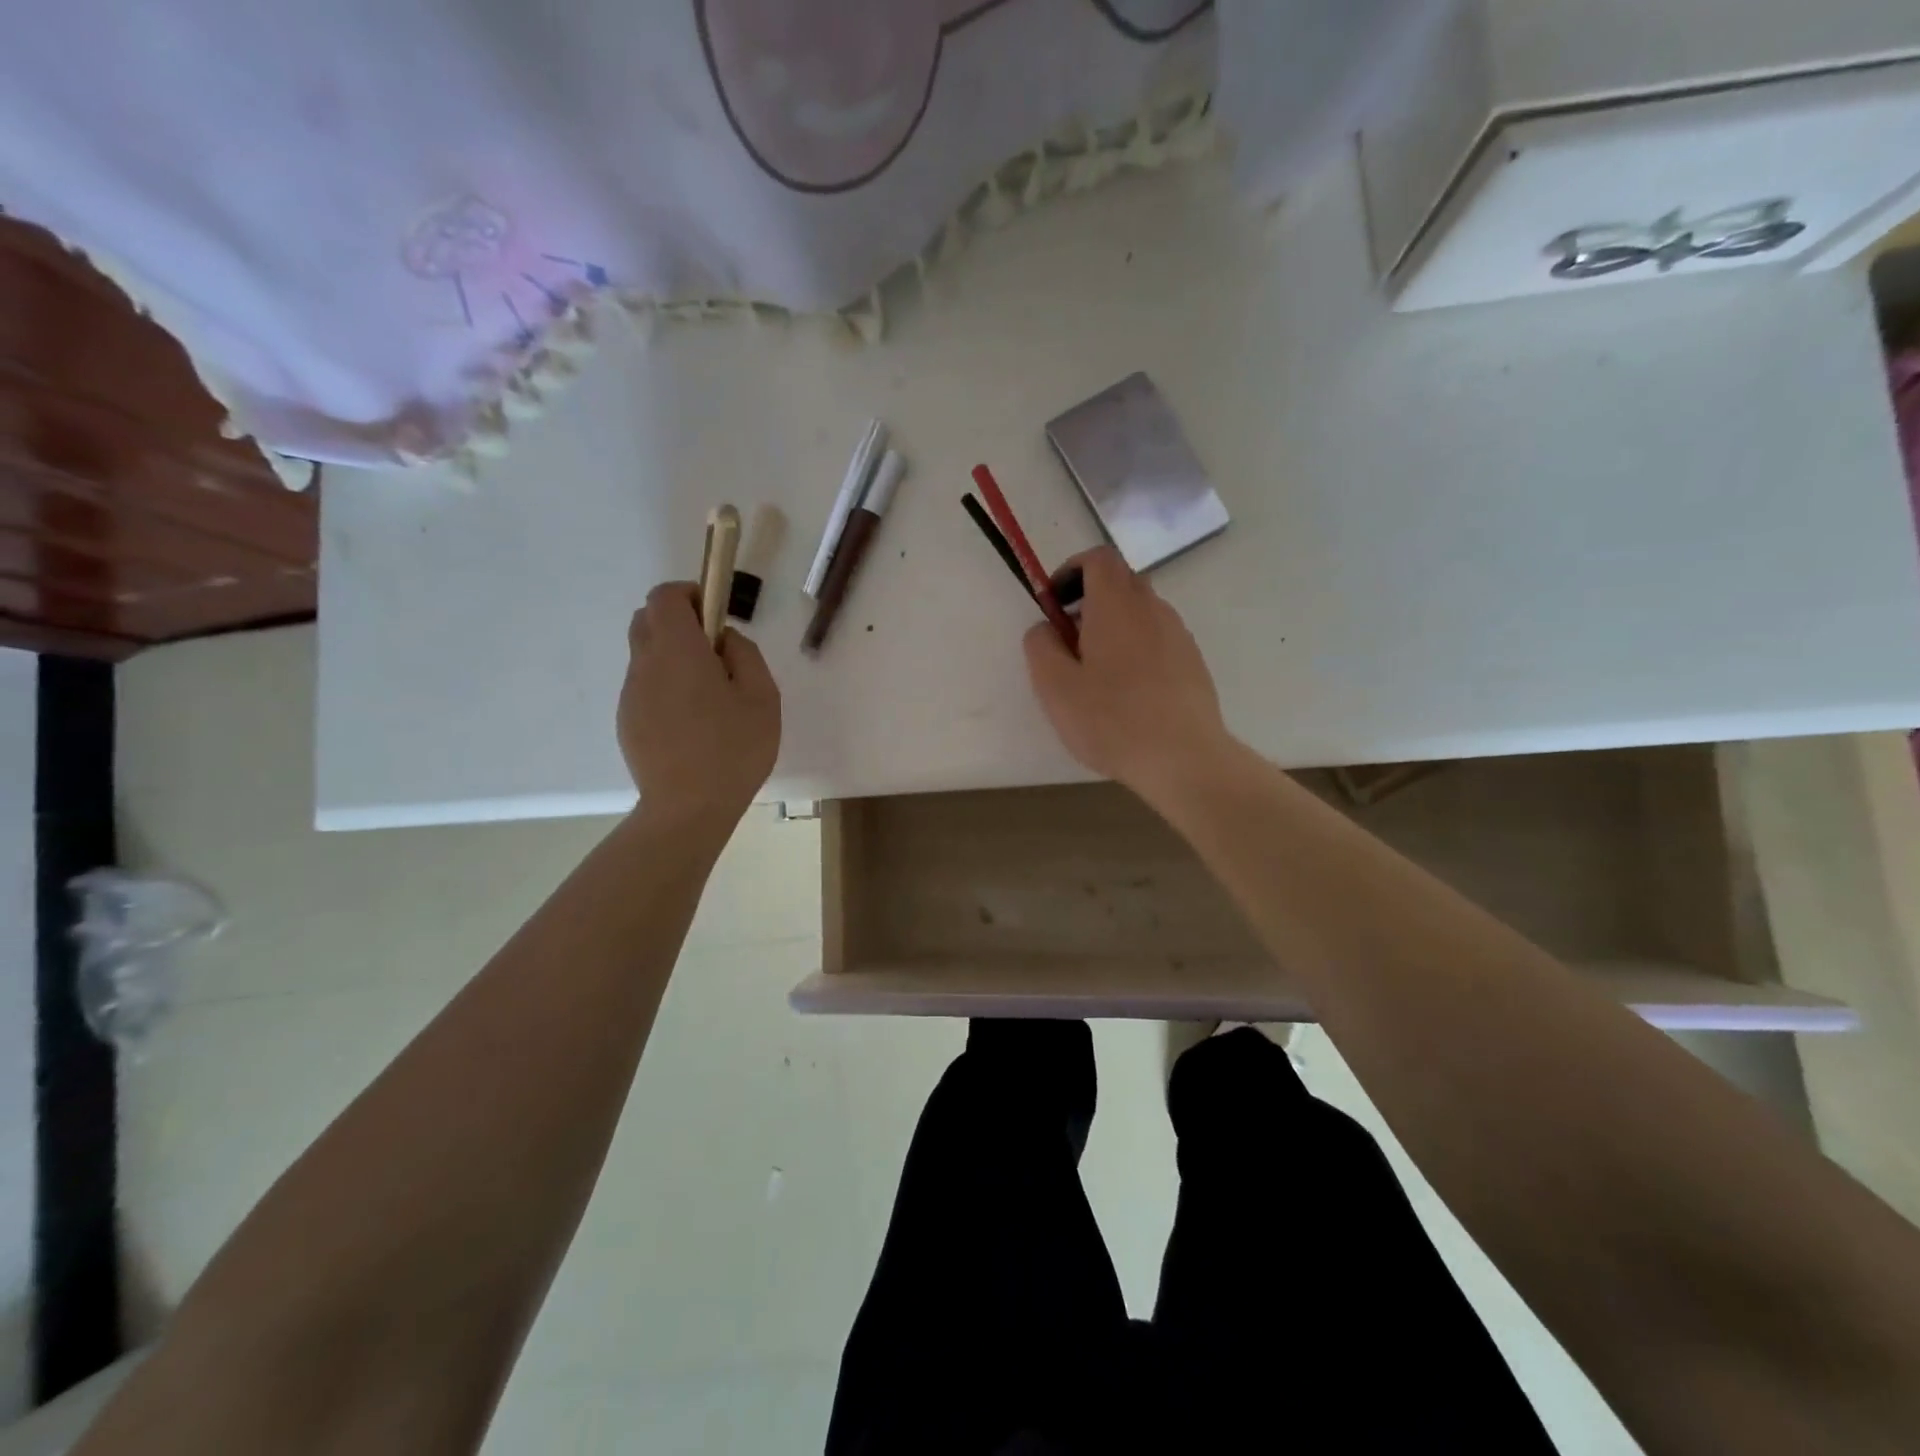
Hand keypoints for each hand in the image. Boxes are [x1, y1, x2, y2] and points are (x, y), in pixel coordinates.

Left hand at [618, 583, 780, 827]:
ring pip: (645, 655)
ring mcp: (631, 695)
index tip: (715, 617)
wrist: (688, 809)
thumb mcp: (762, 697)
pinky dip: (665, 687)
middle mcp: (645, 665)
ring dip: (672, 657)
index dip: (690, 595)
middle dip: (678, 622)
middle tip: (714, 653)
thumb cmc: (733, 750)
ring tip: (708, 697)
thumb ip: (745, 654)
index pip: (665, 596)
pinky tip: (691, 723)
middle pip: (647, 619)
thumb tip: (724, 640)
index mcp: (678, 651)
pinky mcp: (627, 721)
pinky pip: (645, 687)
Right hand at [1024, 546, 1233, 803]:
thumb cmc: (1111, 720)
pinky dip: (1138, 649)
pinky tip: (1129, 693)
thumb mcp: (1055, 686)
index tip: (1055, 603)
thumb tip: (1045, 627)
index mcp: (1116, 605)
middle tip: (1071, 642)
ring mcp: (1178, 634)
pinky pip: (1159, 639)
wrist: (1183, 758)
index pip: (1098, 558)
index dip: (1072, 570)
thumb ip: (1040, 646)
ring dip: (1115, 627)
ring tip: (1098, 674)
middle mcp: (1153, 608)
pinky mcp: (1193, 662)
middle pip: (1121, 582)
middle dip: (1091, 600)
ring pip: (1142, 613)